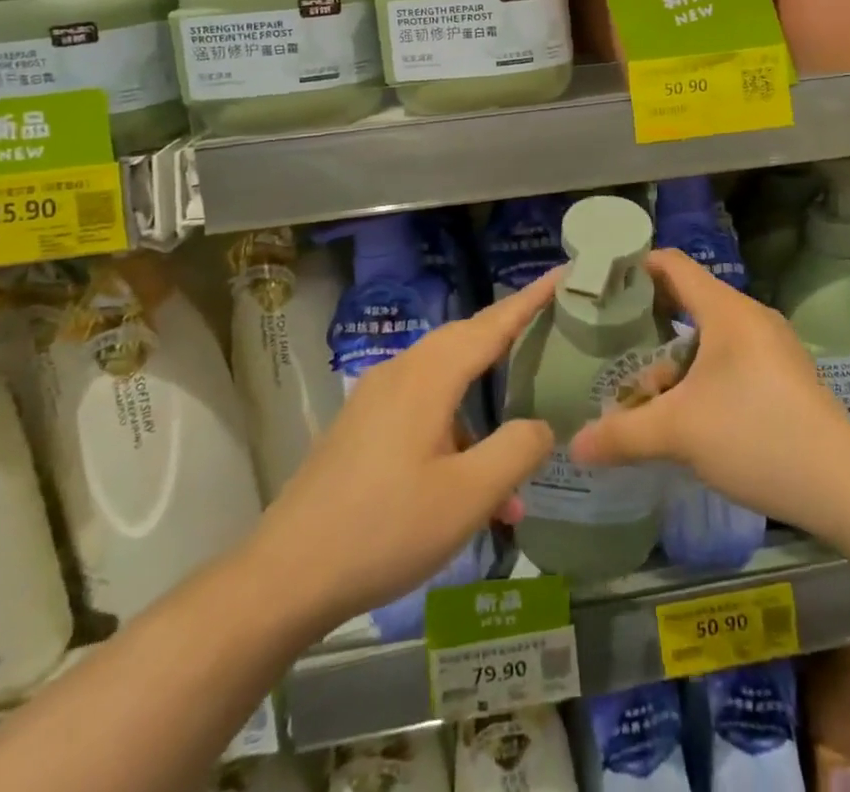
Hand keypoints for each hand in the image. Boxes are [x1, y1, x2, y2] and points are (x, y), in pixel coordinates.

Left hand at [250, 269, 559, 639]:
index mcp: (428, 376)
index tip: (563, 273)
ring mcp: (376, 398)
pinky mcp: (363, 425)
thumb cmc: (385, 529)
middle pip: (467, 339)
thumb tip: (542, 424)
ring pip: (445, 377)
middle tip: (551, 329)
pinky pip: (422, 406)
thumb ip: (516, 451)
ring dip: (484, 400)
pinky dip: (456, 427)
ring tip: (518, 438)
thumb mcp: (466, 497)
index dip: (531, 299)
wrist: (286, 575)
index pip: (492, 324)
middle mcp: (401, 372)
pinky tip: (471, 483)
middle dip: (509, 333)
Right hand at [569, 249, 849, 535]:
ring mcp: (772, 346)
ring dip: (673, 354)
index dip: (635, 266)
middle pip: (689, 298)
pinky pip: (730, 356)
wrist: (844, 485)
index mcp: (726, 310)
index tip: (600, 283)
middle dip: (647, 317)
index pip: (672, 264)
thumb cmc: (756, 436)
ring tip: (642, 386)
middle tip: (610, 337)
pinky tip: (685, 408)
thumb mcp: (679, 433)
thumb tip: (575, 447)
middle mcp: (750, 317)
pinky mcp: (784, 375)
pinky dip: (700, 370)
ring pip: (709, 334)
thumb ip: (622, 434)